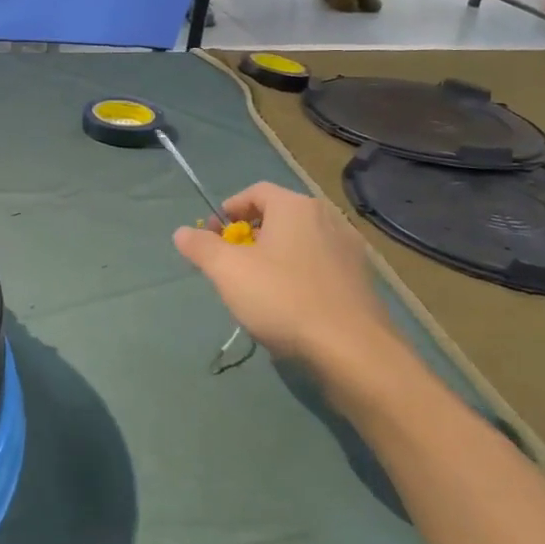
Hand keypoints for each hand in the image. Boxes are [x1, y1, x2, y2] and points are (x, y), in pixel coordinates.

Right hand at [172, 183, 419, 409]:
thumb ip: (201, 247)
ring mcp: (349, 250)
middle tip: (230, 262)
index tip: (213, 235)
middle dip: (250, 234)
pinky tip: (289, 305)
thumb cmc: (283, 299)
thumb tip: (182, 232)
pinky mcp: (362, 281)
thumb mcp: (227, 271)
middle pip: (279, 216)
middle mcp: (326, 218)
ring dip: (275, 255)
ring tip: (257, 285)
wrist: (353, 351)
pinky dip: (300, 274)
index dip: (229, 209)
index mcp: (295, 207)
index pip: (256, 192)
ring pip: (301, 242)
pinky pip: (320, 266)